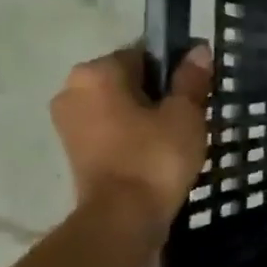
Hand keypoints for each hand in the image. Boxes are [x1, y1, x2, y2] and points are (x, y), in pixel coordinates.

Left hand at [49, 44, 210, 233]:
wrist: (123, 217)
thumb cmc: (155, 157)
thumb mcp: (185, 114)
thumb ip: (191, 79)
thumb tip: (199, 49)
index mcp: (96, 72)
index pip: (144, 54)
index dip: (176, 69)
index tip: (198, 91)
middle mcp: (72, 89)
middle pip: (128, 80)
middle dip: (159, 94)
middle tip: (191, 116)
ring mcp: (68, 122)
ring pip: (119, 106)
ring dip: (146, 116)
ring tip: (177, 137)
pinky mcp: (73, 150)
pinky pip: (110, 129)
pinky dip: (132, 135)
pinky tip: (157, 152)